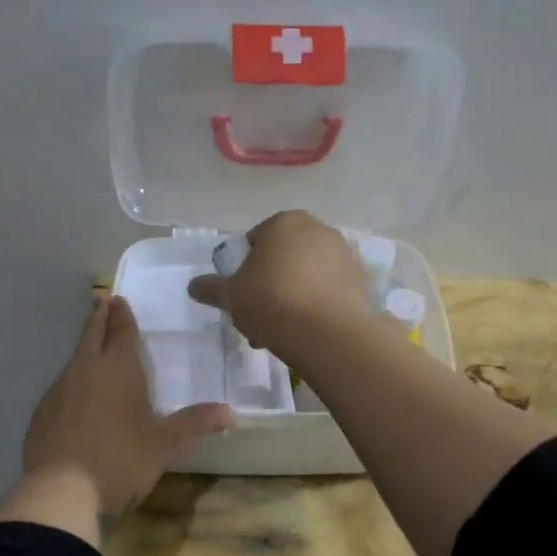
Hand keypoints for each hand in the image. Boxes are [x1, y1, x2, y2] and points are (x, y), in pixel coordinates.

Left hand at [19, 295, 233, 523]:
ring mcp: (60, 390)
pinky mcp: (42, 412)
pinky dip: (71, 379)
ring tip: (91, 343)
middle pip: (92, 335)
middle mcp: (87, 370)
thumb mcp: (163, 446)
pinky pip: (61, 385)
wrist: (60, 492)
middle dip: (99, 317)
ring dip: (84, 346)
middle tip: (101, 300)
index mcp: (119, 370)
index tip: (117, 299)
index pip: (122, 332)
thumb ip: (193, 425)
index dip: (122, 316)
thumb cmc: (120, 461)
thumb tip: (231, 413)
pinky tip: (74, 392)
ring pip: (74, 358)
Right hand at [187, 210, 371, 363]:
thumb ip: (211, 288)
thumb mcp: (230, 296)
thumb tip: (194, 286)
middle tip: (259, 316)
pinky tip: (307, 331)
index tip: (241, 296)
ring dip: (293, 296)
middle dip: (270, 284)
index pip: (255, 240)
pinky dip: (318, 304)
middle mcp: (318, 229)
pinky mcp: (362, 280)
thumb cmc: (272, 302)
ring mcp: (344, 253)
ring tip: (282, 331)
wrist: (329, 333)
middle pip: (284, 257)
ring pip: (307, 275)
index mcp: (284, 222)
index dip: (243, 269)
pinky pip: (330, 289)